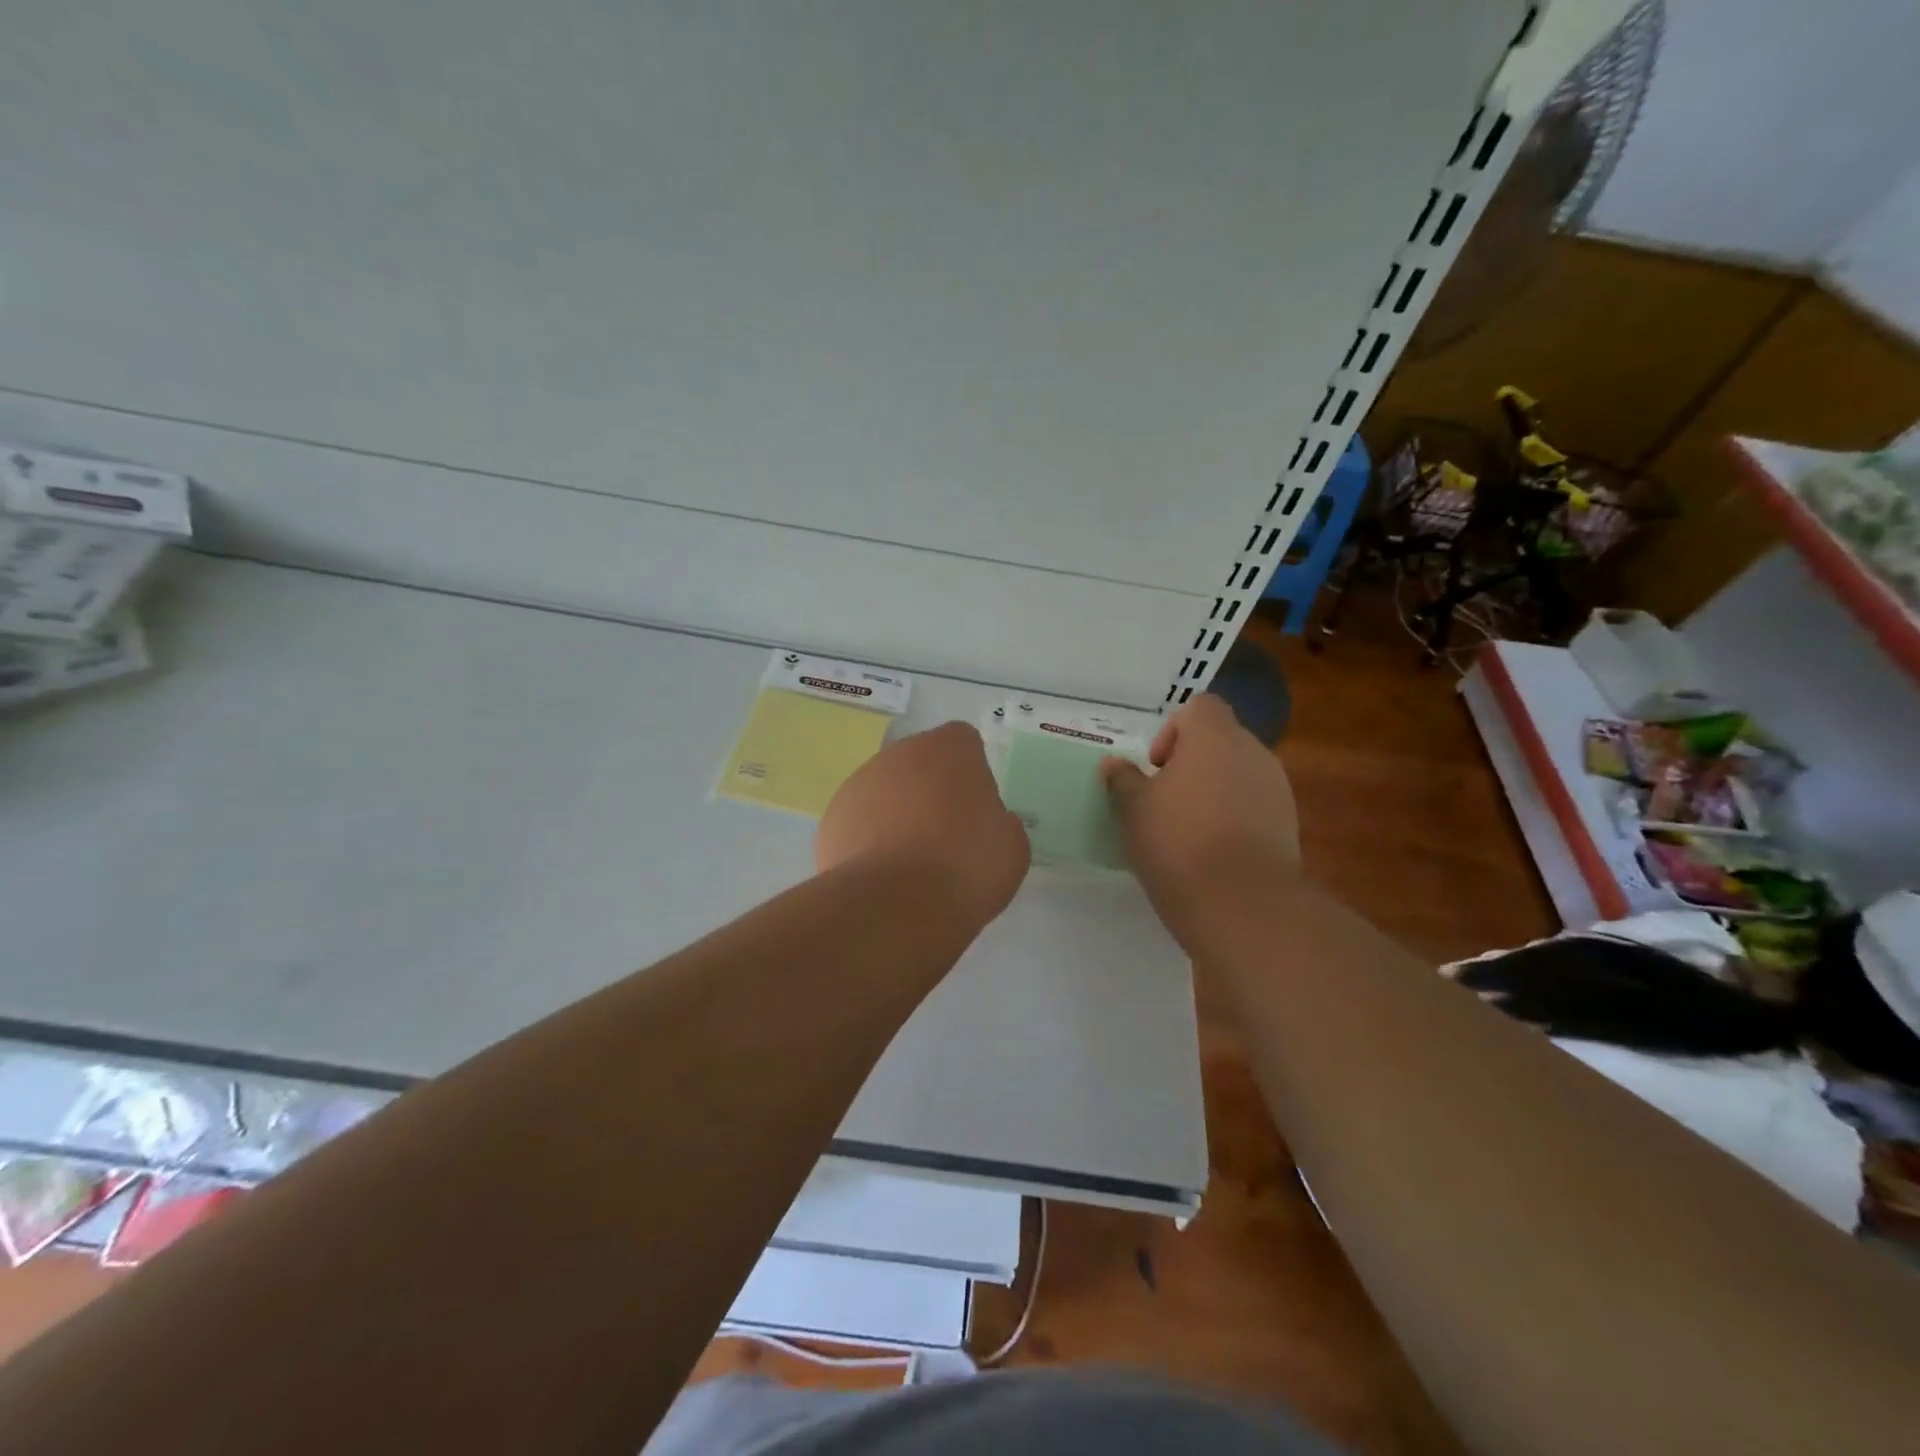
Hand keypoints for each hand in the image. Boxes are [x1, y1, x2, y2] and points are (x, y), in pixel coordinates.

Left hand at [817, 722, 1030, 928]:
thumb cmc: (965, 867)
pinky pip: (860, 821)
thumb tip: (981, 820)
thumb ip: (997, 819)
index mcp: (949, 749)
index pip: (963, 742)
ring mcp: (859, 783)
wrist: (895, 905)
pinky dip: (870, 840)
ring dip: (897, 813)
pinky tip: (883, 875)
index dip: (971, 772)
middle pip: (920, 762)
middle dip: (930, 789)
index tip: (976, 807)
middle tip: (946, 835)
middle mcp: (899, 754)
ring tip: (910, 862)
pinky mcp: (833, 818)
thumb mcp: (1010, 845)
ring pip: (885, 790)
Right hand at [1100, 695, 1299, 937]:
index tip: (1156, 766)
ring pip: (1239, 773)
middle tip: (1165, 799)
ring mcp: (1277, 789)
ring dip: (1214, 789)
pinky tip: (1212, 850)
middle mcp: (1253, 752)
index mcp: (1215, 737)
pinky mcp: (1288, 824)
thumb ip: (1123, 780)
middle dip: (1192, 763)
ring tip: (1188, 827)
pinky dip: (1234, 816)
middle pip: (1221, 740)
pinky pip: (1254, 804)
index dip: (1173, 730)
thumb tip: (1113, 764)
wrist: (1241, 904)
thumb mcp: (1133, 810)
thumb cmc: (1178, 842)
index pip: (1200, 707)